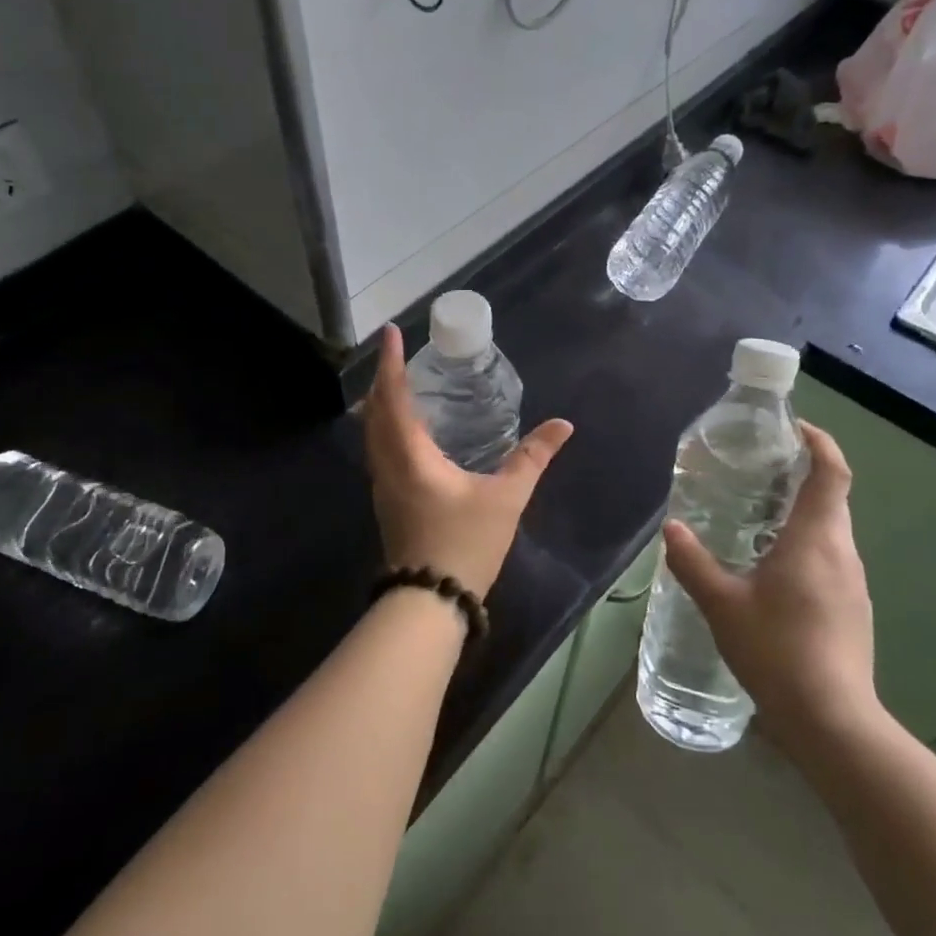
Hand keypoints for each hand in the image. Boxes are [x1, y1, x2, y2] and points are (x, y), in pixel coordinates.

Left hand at [363, 325, 573, 599]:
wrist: (430, 601)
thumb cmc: (465, 544)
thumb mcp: (506, 498)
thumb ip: (532, 458)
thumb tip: (563, 426)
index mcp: (410, 455)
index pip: (394, 397)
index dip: (391, 363)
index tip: (390, 333)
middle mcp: (388, 464)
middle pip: (374, 411)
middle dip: (383, 379)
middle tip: (398, 355)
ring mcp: (383, 486)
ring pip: (372, 433)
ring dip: (381, 404)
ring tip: (401, 386)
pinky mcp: (388, 502)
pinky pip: (379, 451)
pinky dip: (386, 428)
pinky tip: (408, 433)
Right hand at [662, 421, 880, 754]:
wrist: (832, 721)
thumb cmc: (777, 649)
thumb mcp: (721, 603)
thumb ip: (692, 561)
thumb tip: (671, 529)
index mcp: (816, 537)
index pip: (831, 471)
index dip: (818, 441)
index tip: (792, 427)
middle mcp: (842, 551)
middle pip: (831, 495)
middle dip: (799, 473)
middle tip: (755, 468)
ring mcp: (853, 582)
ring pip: (831, 528)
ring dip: (800, 510)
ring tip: (755, 513)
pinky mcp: (853, 607)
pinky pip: (829, 556)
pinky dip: (805, 542)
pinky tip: (770, 566)